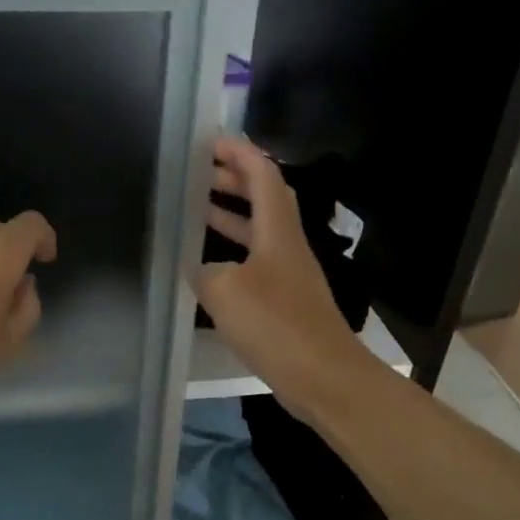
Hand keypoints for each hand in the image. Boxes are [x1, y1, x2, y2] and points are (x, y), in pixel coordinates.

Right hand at [195, 136, 375, 424]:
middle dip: (234, 181)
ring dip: (231, 217)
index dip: (239, 154)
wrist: (322, 376)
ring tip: (196, 212)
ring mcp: (289, 276)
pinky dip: (232, 253)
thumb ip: (205, 271)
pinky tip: (209, 269)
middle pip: (264, 200)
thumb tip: (202, 269)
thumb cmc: (275, 325)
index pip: (263, 176)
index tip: (211, 142)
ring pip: (259, 232)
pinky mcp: (287, 303)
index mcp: (278, 231)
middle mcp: (288, 246)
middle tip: (199, 174)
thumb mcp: (225, 291)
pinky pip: (256, 262)